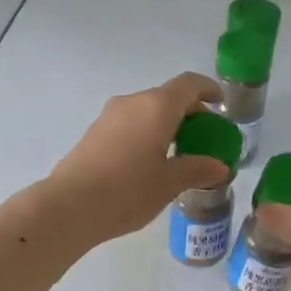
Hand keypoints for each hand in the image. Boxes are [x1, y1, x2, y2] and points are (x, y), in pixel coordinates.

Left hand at [47, 73, 230, 244]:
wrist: (70, 205)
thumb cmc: (128, 191)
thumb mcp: (169, 183)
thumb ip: (197, 169)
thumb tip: (220, 167)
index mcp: (157, 106)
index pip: (189, 84)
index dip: (208, 89)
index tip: (220, 104)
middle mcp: (132, 102)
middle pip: (167, 96)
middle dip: (189, 112)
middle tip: (204, 136)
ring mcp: (109, 115)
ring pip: (146, 110)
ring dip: (166, 123)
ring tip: (178, 152)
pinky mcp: (94, 132)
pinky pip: (129, 122)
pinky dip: (147, 132)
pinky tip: (149, 161)